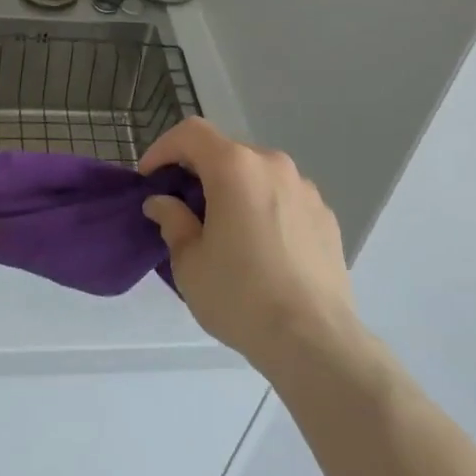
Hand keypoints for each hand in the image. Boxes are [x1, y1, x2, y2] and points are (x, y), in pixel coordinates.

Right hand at [141, 118, 359, 380]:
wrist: (315, 342)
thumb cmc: (241, 296)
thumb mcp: (190, 263)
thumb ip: (172, 221)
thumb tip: (163, 203)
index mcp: (235, 167)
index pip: (191, 133)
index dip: (163, 148)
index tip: (150, 178)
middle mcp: (272, 165)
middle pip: (226, 153)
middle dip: (200, 172)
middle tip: (184, 208)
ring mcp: (305, 188)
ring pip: (258, 175)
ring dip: (236, 191)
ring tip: (226, 231)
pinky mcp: (326, 215)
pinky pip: (285, 199)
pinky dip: (265, 209)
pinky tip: (263, 249)